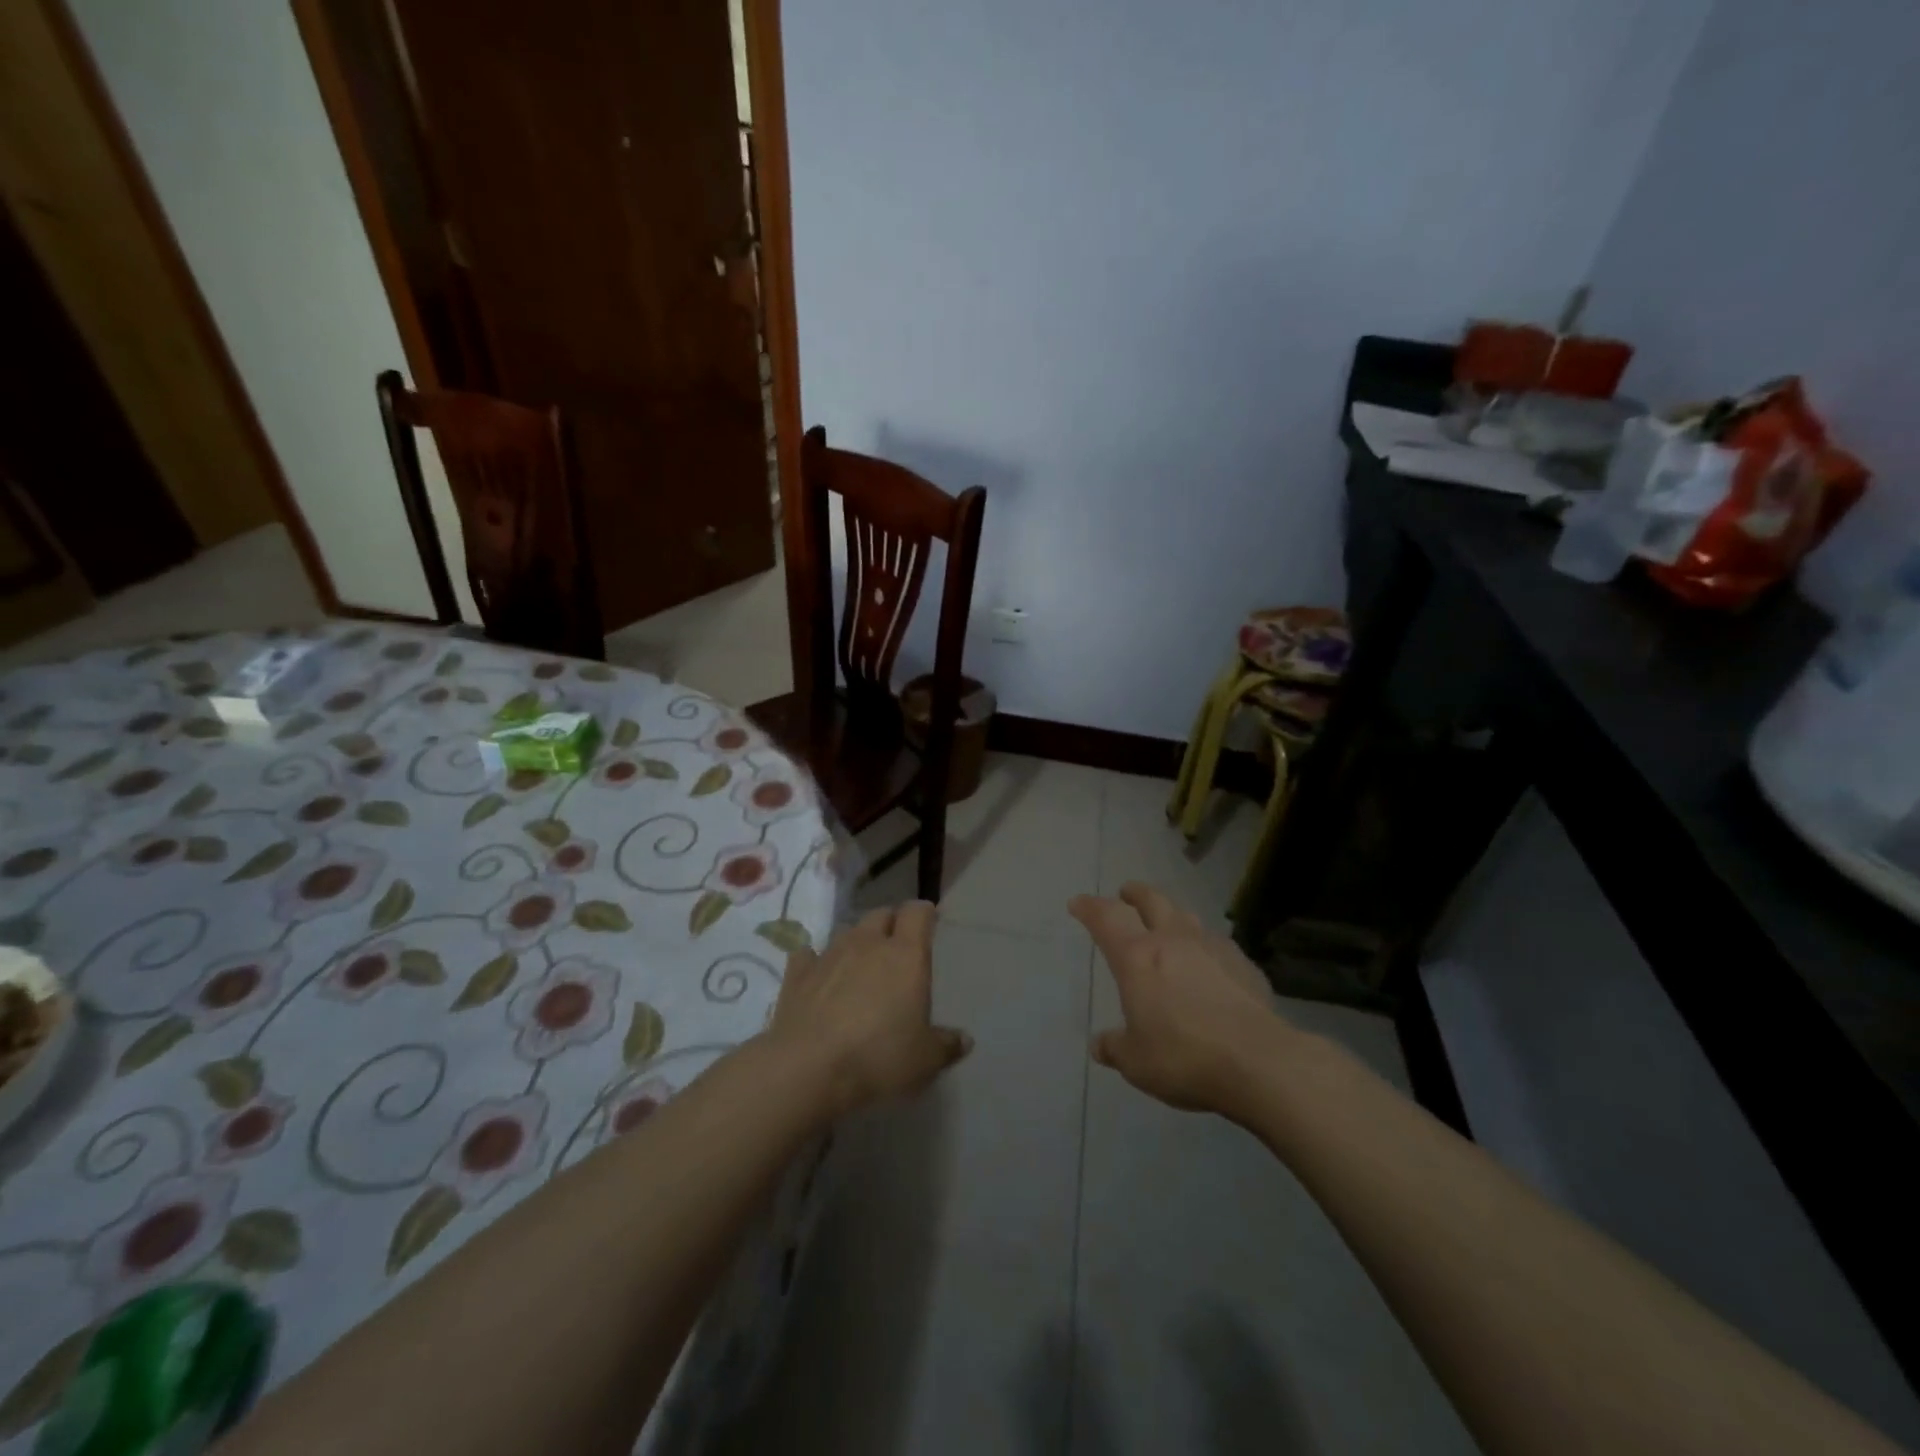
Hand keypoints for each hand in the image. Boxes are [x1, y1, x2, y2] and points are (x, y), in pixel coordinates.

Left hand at [767, 902, 971, 1114]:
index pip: (917, 913)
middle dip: (891, 924)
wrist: (807, 1068)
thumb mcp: (924, 1060)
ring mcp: (829, 954)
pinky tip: (818, 977)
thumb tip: (965, 1040)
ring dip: (857, 942)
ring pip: (847, 931)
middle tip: (897, 947)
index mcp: (905, 955)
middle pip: (882, 914)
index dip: (924, 913)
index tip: (929, 922)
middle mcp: (867, 943)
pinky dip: (816, 961)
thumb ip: (946, 1045)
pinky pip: (809, 955)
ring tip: (860, 964)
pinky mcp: (797, 973)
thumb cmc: (878, 1056)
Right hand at [1071, 882, 1290, 1115]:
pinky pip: (1217, 944)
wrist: (1260, 1062)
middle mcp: (1172, 941)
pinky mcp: (1243, 964)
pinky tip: (1209, 964)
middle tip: (1125, 894)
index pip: (1106, 918)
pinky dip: (1204, 946)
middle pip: (1151, 900)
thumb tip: (1100, 1045)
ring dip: (1171, 915)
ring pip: (1186, 916)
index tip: (1078, 903)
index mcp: (1137, 958)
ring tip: (1167, 924)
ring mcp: (1212, 948)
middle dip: (1134, 894)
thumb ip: (1115, 1047)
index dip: (1089, 907)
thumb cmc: (1184, 1058)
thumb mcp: (1136, 1062)